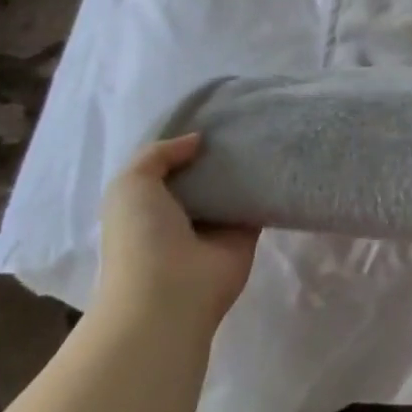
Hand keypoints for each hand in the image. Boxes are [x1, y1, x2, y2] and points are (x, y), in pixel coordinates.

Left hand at [96, 134, 258, 332]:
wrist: (169, 295)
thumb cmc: (140, 237)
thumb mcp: (131, 184)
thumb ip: (159, 154)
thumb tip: (197, 140)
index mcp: (149, 203)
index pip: (171, 165)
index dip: (185, 142)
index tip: (211, 116)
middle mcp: (181, 213)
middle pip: (205, 173)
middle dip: (219, 150)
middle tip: (244, 119)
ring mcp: (215, 225)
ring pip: (233, 186)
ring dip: (245, 165)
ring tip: (266, 129)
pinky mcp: (245, 234)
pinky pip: (258, 203)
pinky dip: (267, 185)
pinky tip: (280, 158)